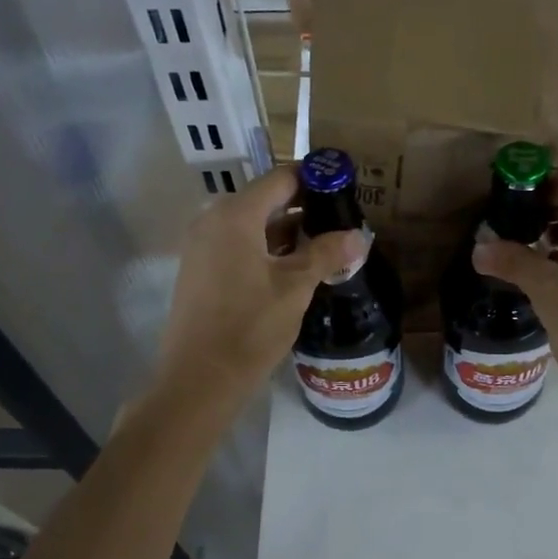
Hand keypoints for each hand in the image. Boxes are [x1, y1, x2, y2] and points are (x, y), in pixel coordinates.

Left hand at [150, 164, 367, 409]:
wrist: (198, 379)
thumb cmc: (249, 328)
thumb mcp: (295, 289)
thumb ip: (326, 255)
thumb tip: (359, 236)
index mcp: (235, 216)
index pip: (281, 179)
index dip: (315, 180)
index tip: (346, 190)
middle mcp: (213, 221)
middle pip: (266, 201)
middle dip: (306, 209)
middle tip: (342, 223)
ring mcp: (203, 247)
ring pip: (254, 226)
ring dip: (289, 234)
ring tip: (328, 247)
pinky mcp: (202, 271)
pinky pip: (240, 247)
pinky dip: (269, 251)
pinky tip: (297, 270)